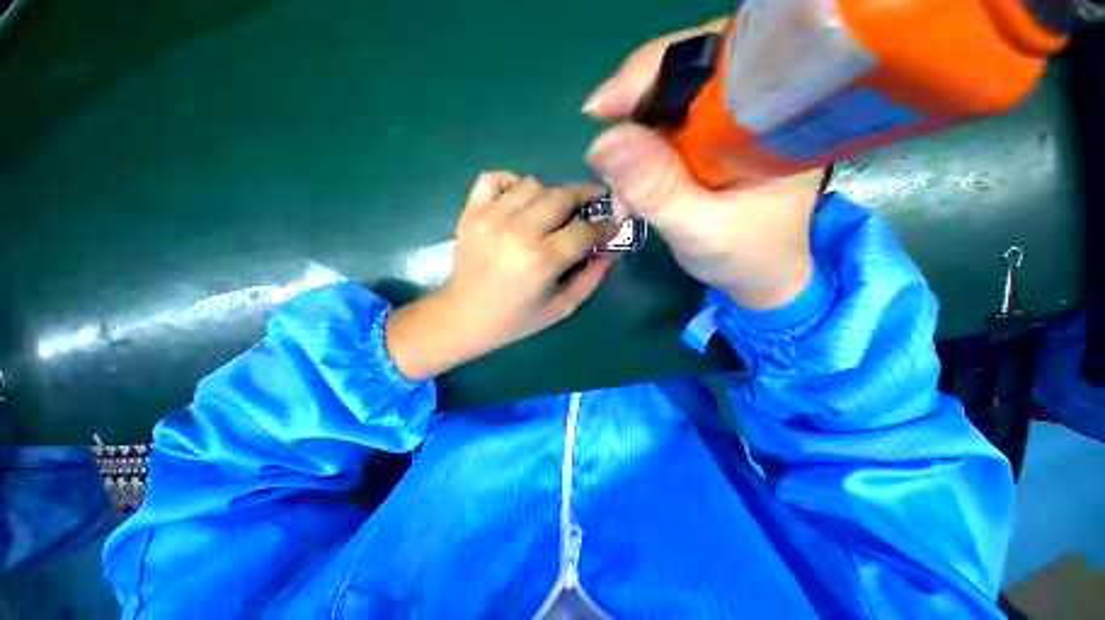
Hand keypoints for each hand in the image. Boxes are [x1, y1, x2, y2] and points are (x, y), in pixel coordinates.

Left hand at [386, 172, 616, 380]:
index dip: (604, 227)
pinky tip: (518, 201)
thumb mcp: (561, 308)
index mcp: (542, 260)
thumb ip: (591, 279)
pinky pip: (495, 179)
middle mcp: (518, 231)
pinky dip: (511, 183)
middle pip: (561, 196)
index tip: (610, 228)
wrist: (464, 316)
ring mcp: (490, 218)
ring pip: (532, 184)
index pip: (585, 230)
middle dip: (584, 197)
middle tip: (589, 207)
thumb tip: (611, 252)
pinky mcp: (471, 213)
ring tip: (552, 211)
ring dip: (550, 194)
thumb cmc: (516, 319)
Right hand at [582, 20, 823, 310]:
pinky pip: (659, 136)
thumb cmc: (747, 258)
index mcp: (775, 115)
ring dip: (630, 149)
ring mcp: (726, 124)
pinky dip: (635, 163)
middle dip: (633, 118)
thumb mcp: (701, 230)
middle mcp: (753, 106)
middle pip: (681, 76)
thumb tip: (601, 145)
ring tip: (624, 200)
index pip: (713, 59)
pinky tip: (631, 195)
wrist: (761, 277)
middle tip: (606, 163)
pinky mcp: (706, 144)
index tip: (601, 109)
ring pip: (662, 110)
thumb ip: (657, 190)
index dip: (652, 72)